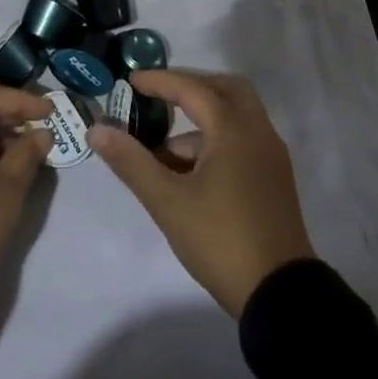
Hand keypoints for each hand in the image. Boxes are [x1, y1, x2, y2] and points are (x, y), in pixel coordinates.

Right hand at [88, 69, 315, 316]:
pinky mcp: (275, 178)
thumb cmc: (221, 240)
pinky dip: (216, 140)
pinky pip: (243, 139)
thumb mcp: (167, 202)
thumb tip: (97, 129)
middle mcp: (257, 132)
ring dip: (201, 119)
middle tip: (159, 97)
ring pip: (235, 116)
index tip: (130, 81)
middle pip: (224, 89)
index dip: (159, 82)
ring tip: (163, 150)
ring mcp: (271, 156)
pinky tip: (189, 171)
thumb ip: (131, 161)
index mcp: (233, 129)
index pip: (192, 88)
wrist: (280, 296)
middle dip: (190, 87)